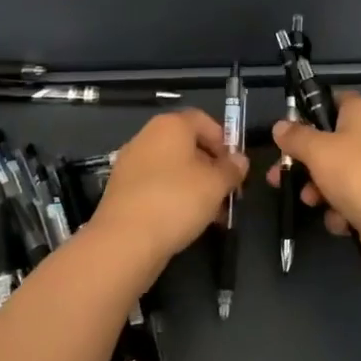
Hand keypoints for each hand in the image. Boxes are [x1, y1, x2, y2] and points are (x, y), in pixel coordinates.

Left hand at [95, 110, 248, 266]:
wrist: (124, 241)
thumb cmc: (176, 200)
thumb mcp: (216, 184)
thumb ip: (232, 169)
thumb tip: (239, 160)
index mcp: (170, 125)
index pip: (203, 120)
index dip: (223, 140)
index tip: (234, 166)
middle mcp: (147, 137)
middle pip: (187, 144)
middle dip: (211, 167)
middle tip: (226, 192)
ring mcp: (131, 164)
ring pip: (172, 168)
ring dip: (195, 185)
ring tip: (211, 213)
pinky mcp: (122, 190)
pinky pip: (156, 186)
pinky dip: (173, 197)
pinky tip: (186, 221)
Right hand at [267, 92, 360, 278]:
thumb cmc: (357, 174)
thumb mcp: (317, 150)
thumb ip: (295, 137)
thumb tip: (280, 126)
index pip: (333, 100)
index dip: (309, 111)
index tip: (288, 129)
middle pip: (328, 142)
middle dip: (303, 162)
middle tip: (279, 174)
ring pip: (335, 174)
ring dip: (318, 190)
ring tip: (310, 201)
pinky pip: (350, 200)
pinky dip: (340, 211)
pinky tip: (340, 220)